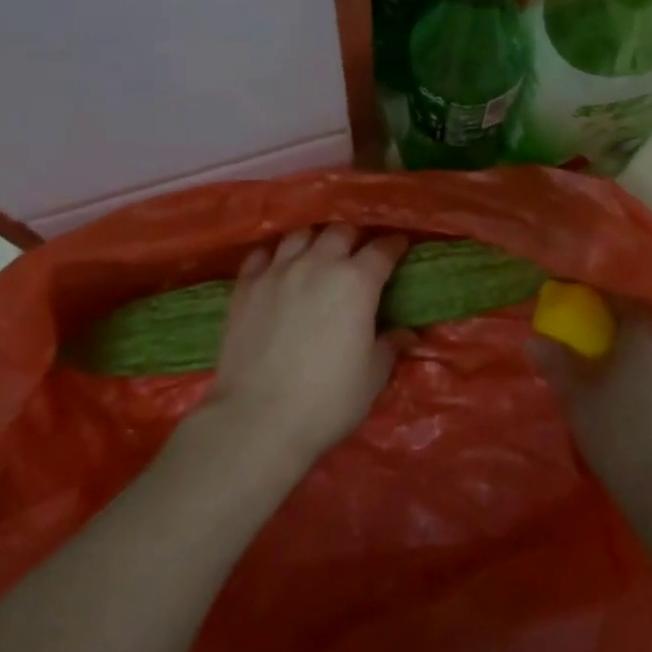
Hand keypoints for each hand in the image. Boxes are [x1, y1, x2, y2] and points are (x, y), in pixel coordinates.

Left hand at [197, 225, 410, 468]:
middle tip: (358, 253)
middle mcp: (318, 264)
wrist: (258, 419)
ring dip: (315, 240)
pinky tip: (278, 267)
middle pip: (340, 232)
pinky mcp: (245, 286)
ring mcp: (278, 272)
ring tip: (318, 254)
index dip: (394, 245)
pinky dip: (275, 256)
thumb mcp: (372, 376)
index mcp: (356, 281)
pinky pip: (262, 255)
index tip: (400, 246)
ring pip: (300, 235)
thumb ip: (390, 346)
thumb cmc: (328, 399)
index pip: (382, 249)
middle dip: (354, 237)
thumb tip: (406, 334)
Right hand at [529, 309, 651, 522]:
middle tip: (601, 350)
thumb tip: (535, 339)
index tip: (577, 316)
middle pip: (646, 317)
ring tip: (633, 380)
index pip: (613, 296)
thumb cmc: (627, 444)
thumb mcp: (579, 403)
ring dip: (651, 352)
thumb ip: (557, 363)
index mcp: (645, 324)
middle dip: (624, 328)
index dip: (592, 303)